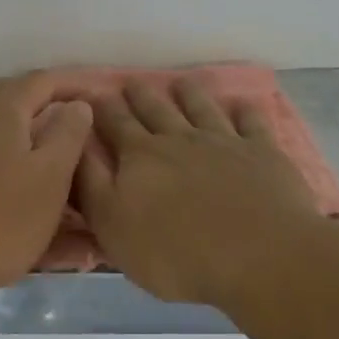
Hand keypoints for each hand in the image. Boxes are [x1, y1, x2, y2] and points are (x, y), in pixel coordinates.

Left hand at [0, 73, 92, 307]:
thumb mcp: (49, 180)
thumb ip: (68, 135)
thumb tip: (75, 104)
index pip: (47, 80)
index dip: (78, 85)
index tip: (104, 92)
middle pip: (9, 103)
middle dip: (41, 114)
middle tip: (65, 135)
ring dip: (8, 147)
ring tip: (26, 174)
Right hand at [75, 79, 328, 309]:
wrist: (258, 256)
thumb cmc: (176, 253)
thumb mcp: (113, 227)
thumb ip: (91, 185)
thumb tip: (75, 145)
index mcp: (140, 157)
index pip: (115, 124)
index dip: (101, 108)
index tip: (92, 93)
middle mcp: (180, 139)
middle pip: (156, 109)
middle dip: (140, 95)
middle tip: (131, 81)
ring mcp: (224, 141)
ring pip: (202, 107)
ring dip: (189, 93)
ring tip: (180, 82)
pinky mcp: (263, 152)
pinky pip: (252, 123)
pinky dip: (245, 111)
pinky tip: (242, 104)